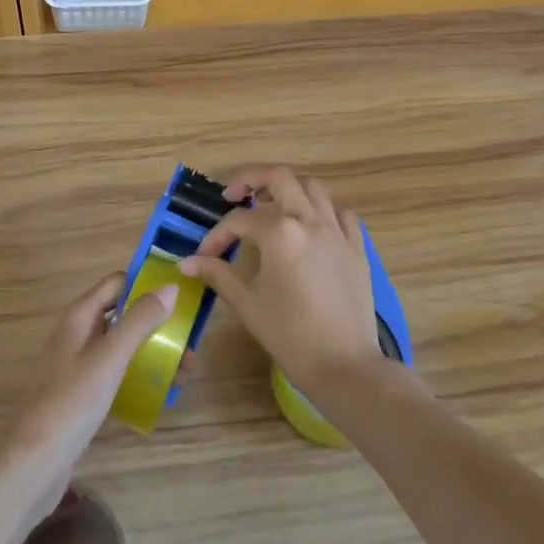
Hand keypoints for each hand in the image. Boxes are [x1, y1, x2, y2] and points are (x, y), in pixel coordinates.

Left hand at [4, 272, 177, 511]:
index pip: (117, 282)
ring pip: (122, 345)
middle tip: (189, 340)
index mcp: (80, 315)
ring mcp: (78, 364)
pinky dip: (139, 374)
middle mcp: (78, 333)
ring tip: (184, 370)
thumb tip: (171, 287)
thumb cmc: (72, 402)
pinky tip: (160, 391)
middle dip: (156, 323)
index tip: (180, 295)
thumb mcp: (110, 357)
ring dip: (152, 351)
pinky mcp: (82, 393)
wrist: (34, 465)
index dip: (146, 283)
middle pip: (123, 314)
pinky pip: (117, 372)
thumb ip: (140, 320)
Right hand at [179, 166, 385, 400]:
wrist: (345, 366)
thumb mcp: (247, 304)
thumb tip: (187, 262)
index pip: (239, 220)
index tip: (204, 256)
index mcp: (280, 232)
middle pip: (279, 176)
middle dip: (252, 178)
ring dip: (288, 188)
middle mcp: (309, 219)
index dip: (217, 235)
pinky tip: (310, 226)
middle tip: (234, 196)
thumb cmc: (291, 336)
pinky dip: (322, 210)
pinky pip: (340, 213)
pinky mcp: (357, 247)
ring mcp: (337, 230)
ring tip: (271, 204)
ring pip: (312, 187)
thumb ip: (218, 275)